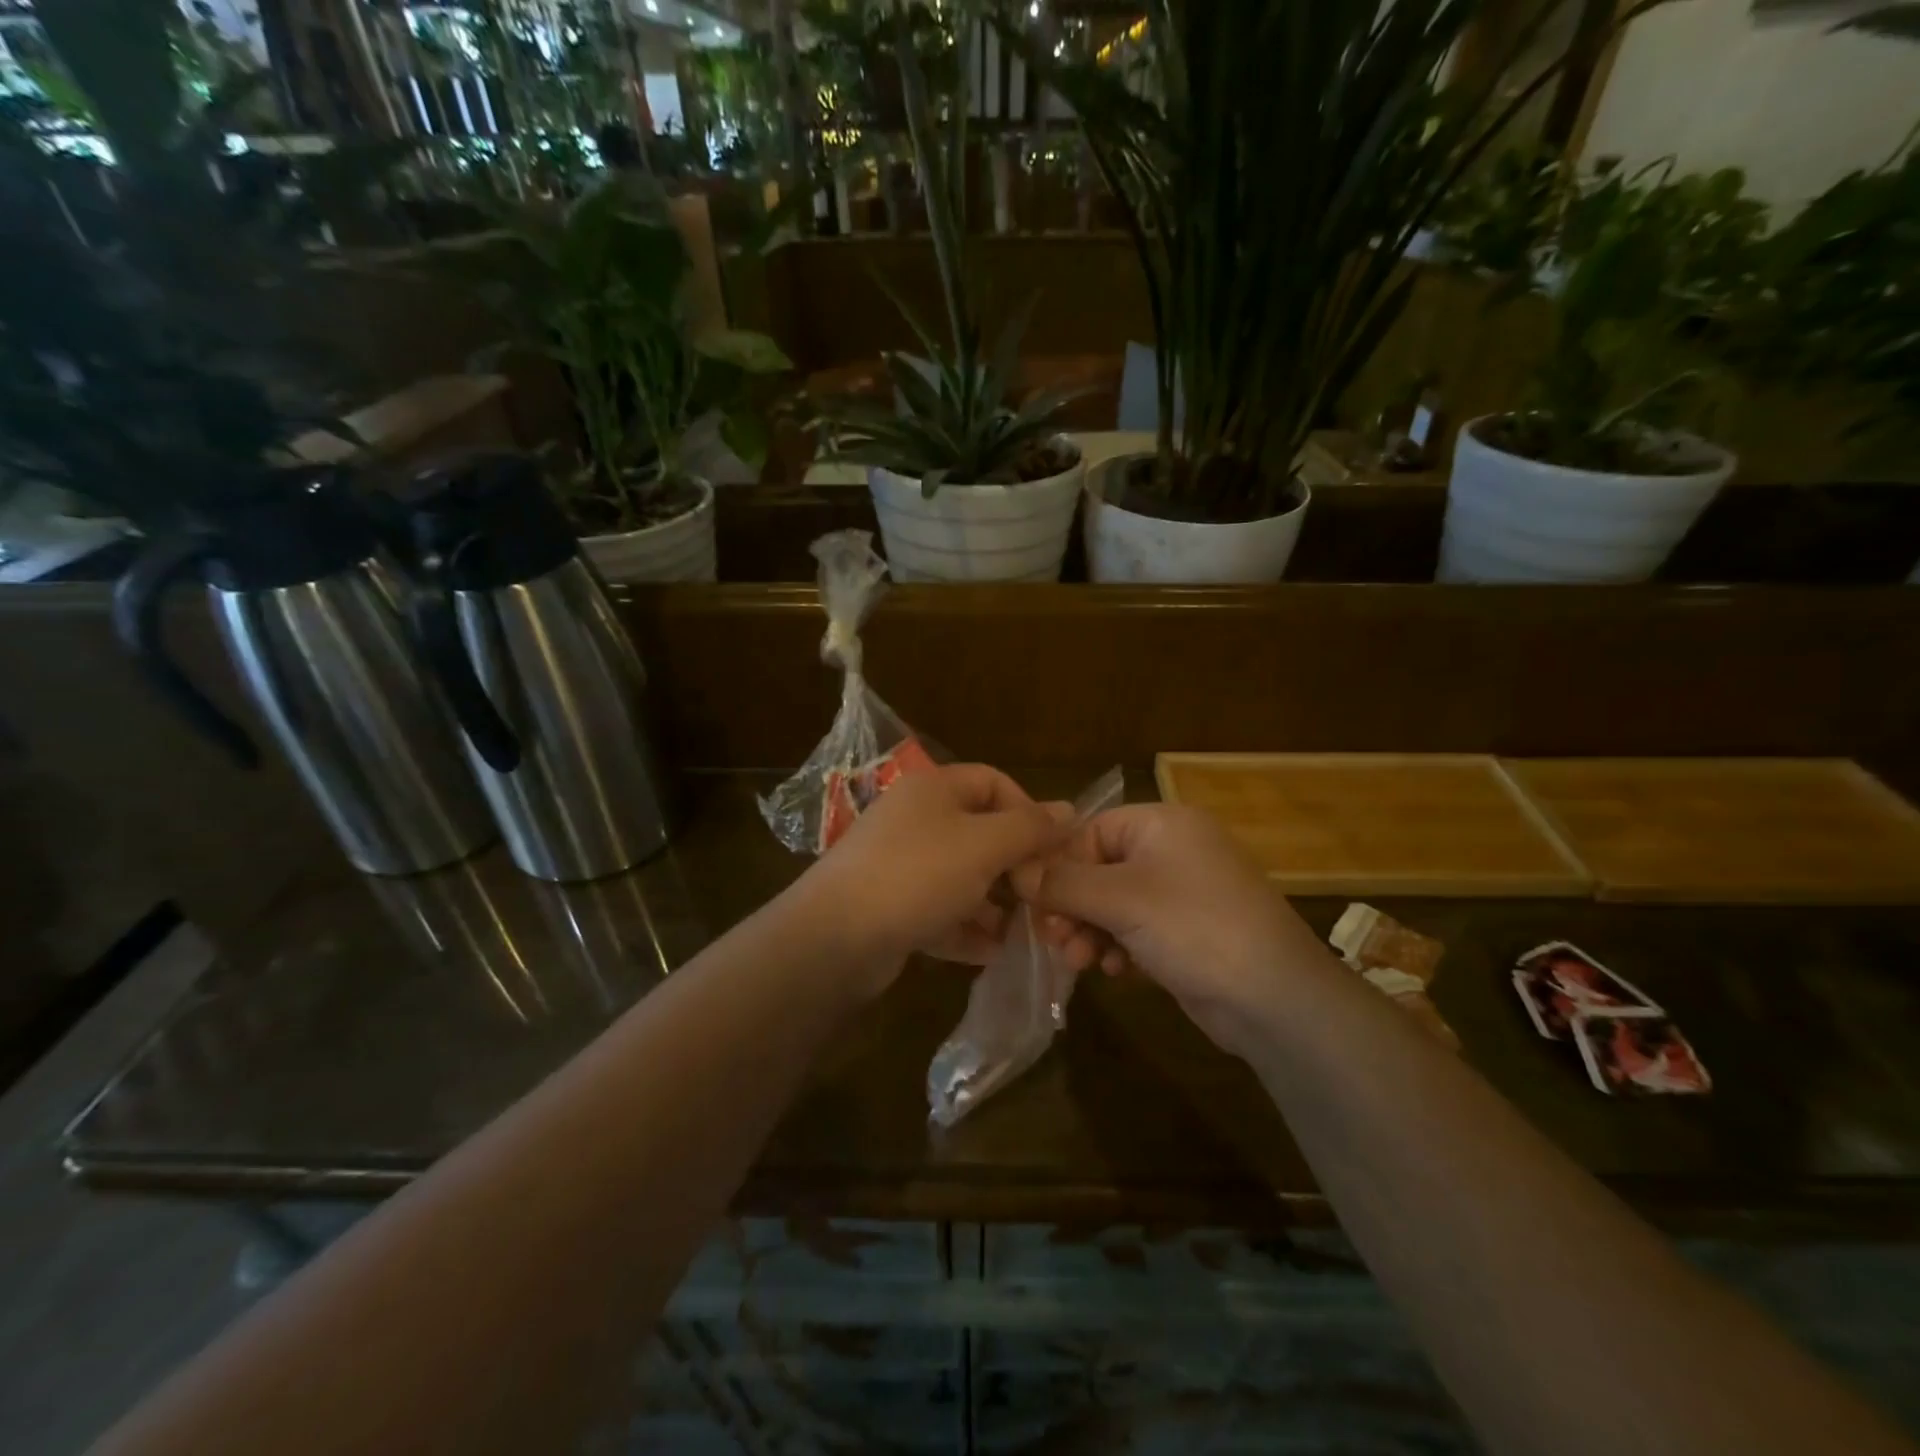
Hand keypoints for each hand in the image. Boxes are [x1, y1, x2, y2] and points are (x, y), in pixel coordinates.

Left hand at [793, 763, 1065, 994]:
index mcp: (933, 789)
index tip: (1052, 848)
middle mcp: (915, 820)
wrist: (834, 938)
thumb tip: (1069, 810)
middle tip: (1041, 898)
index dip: (1028, 810)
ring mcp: (899, 865)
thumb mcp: (984, 845)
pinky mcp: (890, 907)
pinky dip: (965, 928)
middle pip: (979, 833)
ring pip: (961, 877)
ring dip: (994, 903)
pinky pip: (939, 911)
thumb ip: (1029, 828)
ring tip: (1025, 932)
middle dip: (1014, 866)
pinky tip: (991, 952)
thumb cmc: (917, 876)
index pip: (993, 782)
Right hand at [1016, 803, 1339, 1054]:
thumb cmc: (1193, 927)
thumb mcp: (1120, 899)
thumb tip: (1016, 871)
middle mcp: (1173, 850)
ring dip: (1090, 930)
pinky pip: (1136, 929)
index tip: (1033, 903)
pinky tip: (1114, 971)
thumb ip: (1062, 883)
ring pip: (1114, 904)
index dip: (1058, 866)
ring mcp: (1183, 893)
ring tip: (1078, 961)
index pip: (1090, 832)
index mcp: (1162, 824)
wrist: (1275, 999)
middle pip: (1099, 869)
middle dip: (1072, 906)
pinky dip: (1118, 946)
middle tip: (1053, 939)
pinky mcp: (1187, 932)